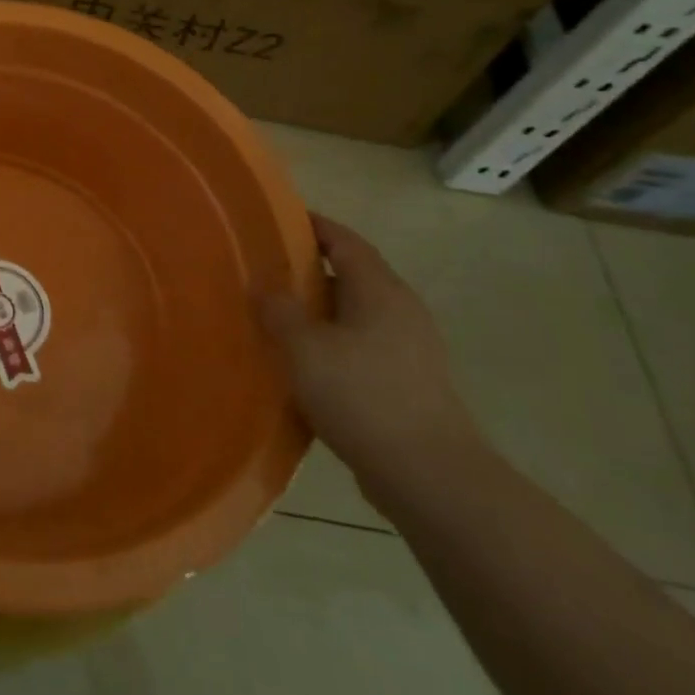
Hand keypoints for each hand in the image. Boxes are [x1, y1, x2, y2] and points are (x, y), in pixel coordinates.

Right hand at [257, 215, 482, 507]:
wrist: (429, 475)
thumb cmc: (362, 395)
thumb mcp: (304, 348)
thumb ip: (279, 310)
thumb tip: (264, 284)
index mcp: (380, 290)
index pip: (344, 241)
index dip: (312, 226)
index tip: (277, 219)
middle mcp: (400, 310)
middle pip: (352, 275)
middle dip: (309, 271)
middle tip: (264, 272)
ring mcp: (411, 348)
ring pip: (356, 314)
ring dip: (319, 311)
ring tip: (277, 318)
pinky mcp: (410, 382)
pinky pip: (362, 346)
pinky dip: (332, 343)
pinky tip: (304, 364)